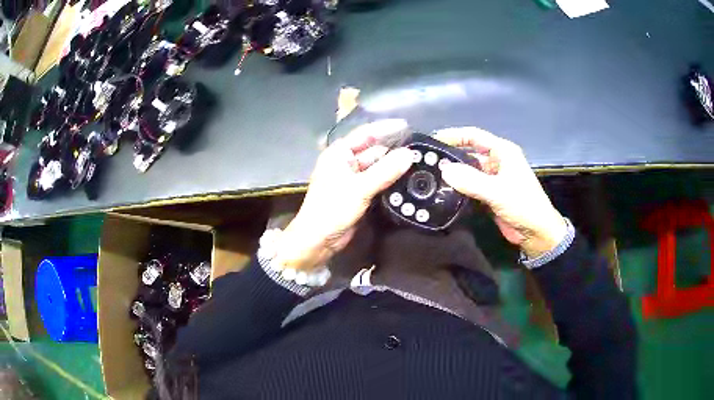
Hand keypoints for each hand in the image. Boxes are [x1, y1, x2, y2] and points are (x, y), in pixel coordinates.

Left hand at [276, 120, 413, 270]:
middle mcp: (345, 163)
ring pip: (376, 167)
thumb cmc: (333, 209)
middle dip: (393, 150)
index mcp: (339, 154)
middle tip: (418, 148)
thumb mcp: (360, 188)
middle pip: (373, 151)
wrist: (318, 240)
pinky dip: (389, 180)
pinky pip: (377, 181)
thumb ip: (385, 171)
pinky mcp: (358, 194)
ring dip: (393, 166)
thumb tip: (410, 154)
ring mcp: (352, 179)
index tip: (407, 125)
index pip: (365, 134)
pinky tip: (406, 179)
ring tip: (418, 162)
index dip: (386, 129)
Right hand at [434, 127, 566, 258]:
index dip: (453, 135)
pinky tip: (443, 191)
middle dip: (450, 156)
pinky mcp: (489, 194)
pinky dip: (458, 188)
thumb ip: (470, 180)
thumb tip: (443, 170)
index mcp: (502, 152)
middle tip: (426, 161)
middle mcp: (497, 161)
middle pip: (469, 153)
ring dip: (453, 174)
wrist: (537, 233)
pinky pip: (470, 186)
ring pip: (468, 171)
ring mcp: (493, 178)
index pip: (473, 136)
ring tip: (430, 176)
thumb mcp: (497, 191)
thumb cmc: (523, 205)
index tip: (432, 140)